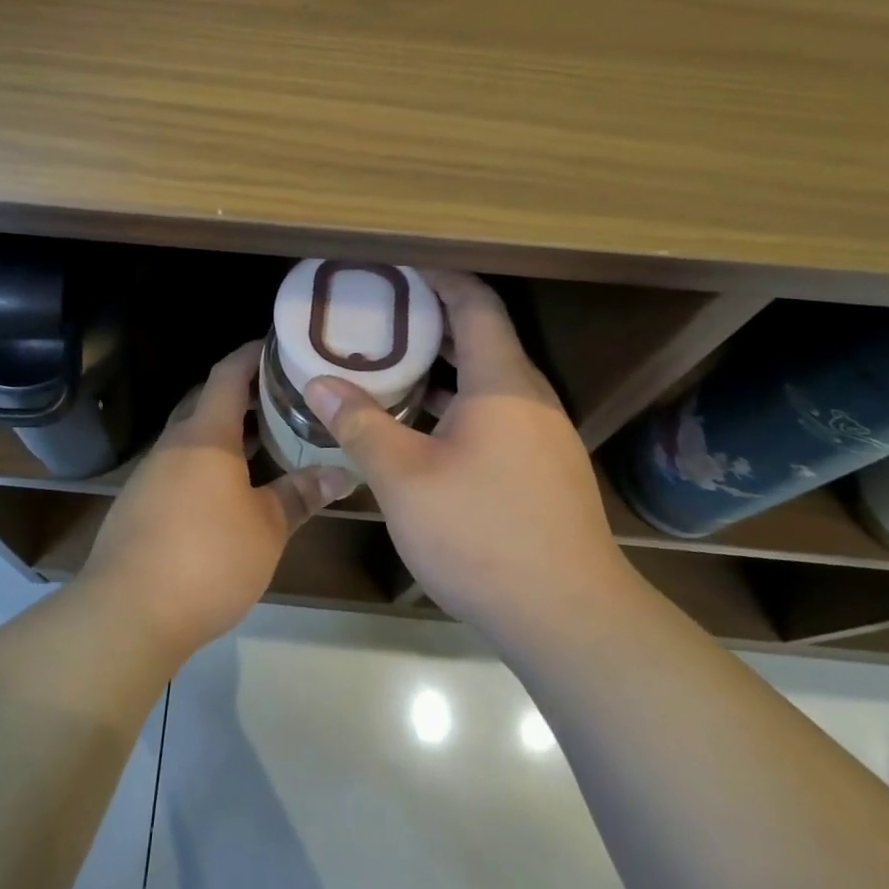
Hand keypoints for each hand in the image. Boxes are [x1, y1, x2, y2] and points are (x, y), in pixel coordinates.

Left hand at [80, 341, 354, 660]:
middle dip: (240, 394)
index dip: (251, 355)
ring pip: (191, 437)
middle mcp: (173, 445)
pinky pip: (178, 467)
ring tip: (261, 441)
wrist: (127, 613)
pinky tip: (226, 491)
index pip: (227, 374)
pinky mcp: (139, 505)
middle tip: (280, 396)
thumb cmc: (208, 558)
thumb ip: (301, 494)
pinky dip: (205, 464)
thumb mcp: (267, 528)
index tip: (277, 346)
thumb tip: (342, 473)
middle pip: (205, 401)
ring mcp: (150, 474)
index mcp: (205, 436)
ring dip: (223, 433)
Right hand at [303, 271, 627, 644]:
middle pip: (482, 336)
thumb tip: (318, 384)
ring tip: (390, 365)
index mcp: (502, 382)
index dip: (439, 277)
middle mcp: (529, 397)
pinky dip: (457, 402)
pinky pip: (496, 412)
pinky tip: (421, 426)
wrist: (569, 618)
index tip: (397, 269)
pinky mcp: (543, 467)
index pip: (475, 303)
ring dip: (442, 365)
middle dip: (431, 320)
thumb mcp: (405, 478)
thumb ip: (360, 424)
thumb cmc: (482, 534)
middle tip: (379, 317)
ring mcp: (541, 434)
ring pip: (488, 379)